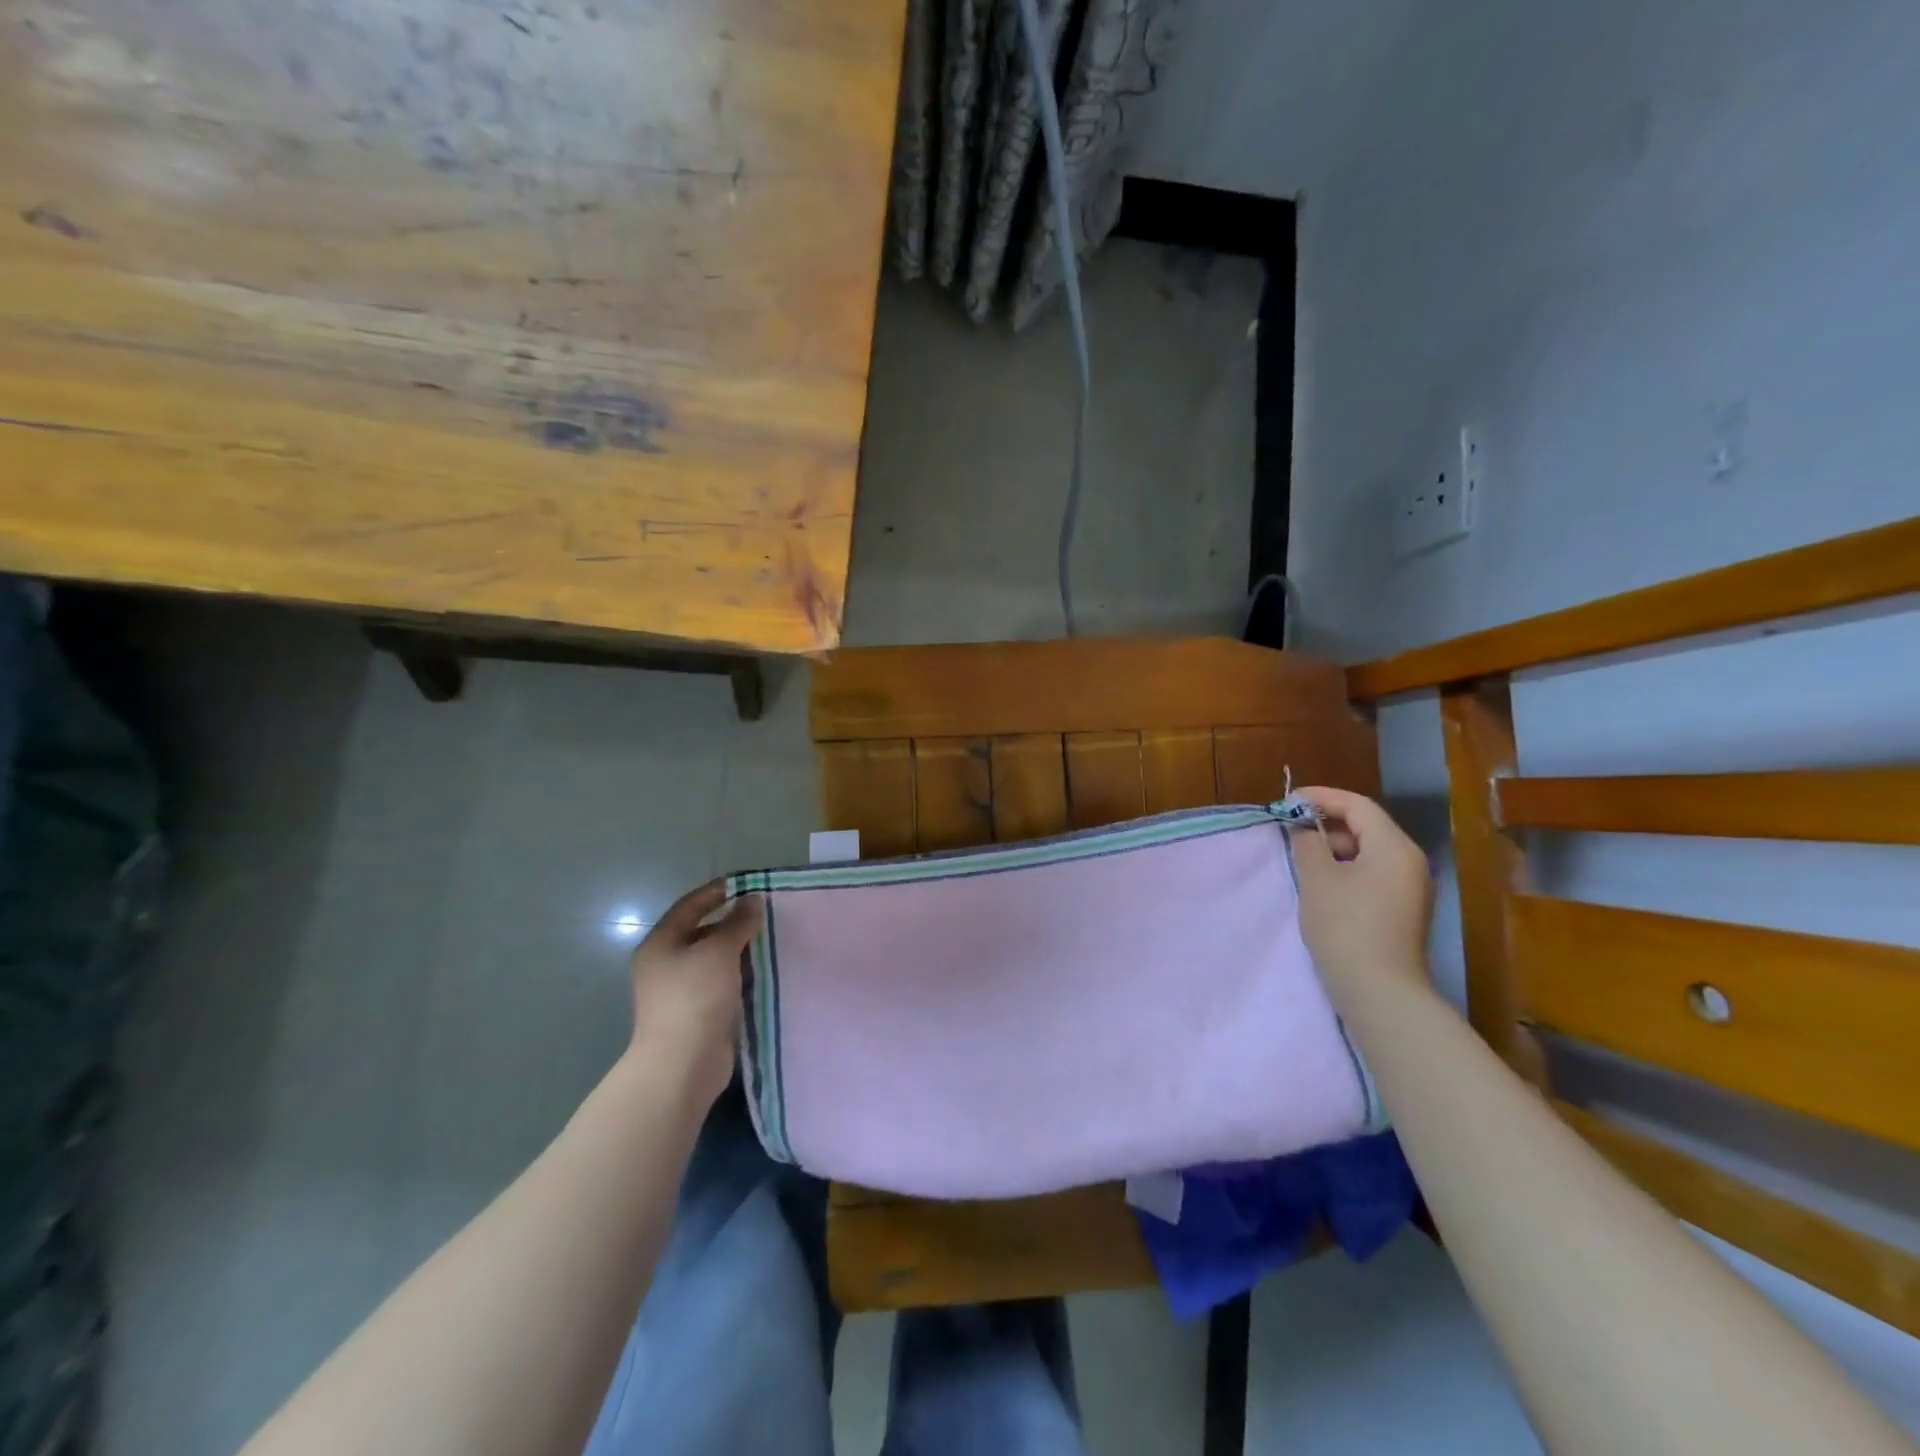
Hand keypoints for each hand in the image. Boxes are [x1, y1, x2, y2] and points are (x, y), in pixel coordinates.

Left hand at [626, 880, 762, 1106]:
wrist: (682, 1064)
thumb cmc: (695, 997)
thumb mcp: (719, 950)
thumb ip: (738, 922)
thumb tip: (753, 899)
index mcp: (660, 943)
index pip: (690, 905)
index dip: (718, 892)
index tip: (749, 884)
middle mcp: (665, 964)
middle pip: (702, 932)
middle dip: (734, 922)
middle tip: (767, 914)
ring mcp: (680, 991)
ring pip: (714, 960)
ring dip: (740, 951)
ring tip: (772, 940)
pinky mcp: (697, 1014)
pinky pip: (722, 984)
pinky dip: (741, 976)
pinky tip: (766, 972)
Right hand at [1289, 786, 1433, 1008]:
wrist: (1380, 992)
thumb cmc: (1345, 927)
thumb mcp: (1317, 879)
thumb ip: (1308, 844)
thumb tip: (1305, 830)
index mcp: (1394, 847)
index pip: (1358, 806)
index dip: (1321, 797)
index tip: (1288, 801)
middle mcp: (1410, 862)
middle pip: (1367, 827)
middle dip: (1327, 823)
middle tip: (1290, 829)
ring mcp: (1411, 889)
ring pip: (1369, 853)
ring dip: (1335, 848)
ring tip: (1301, 856)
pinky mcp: (1403, 912)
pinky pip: (1373, 875)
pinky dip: (1346, 870)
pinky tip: (1321, 884)